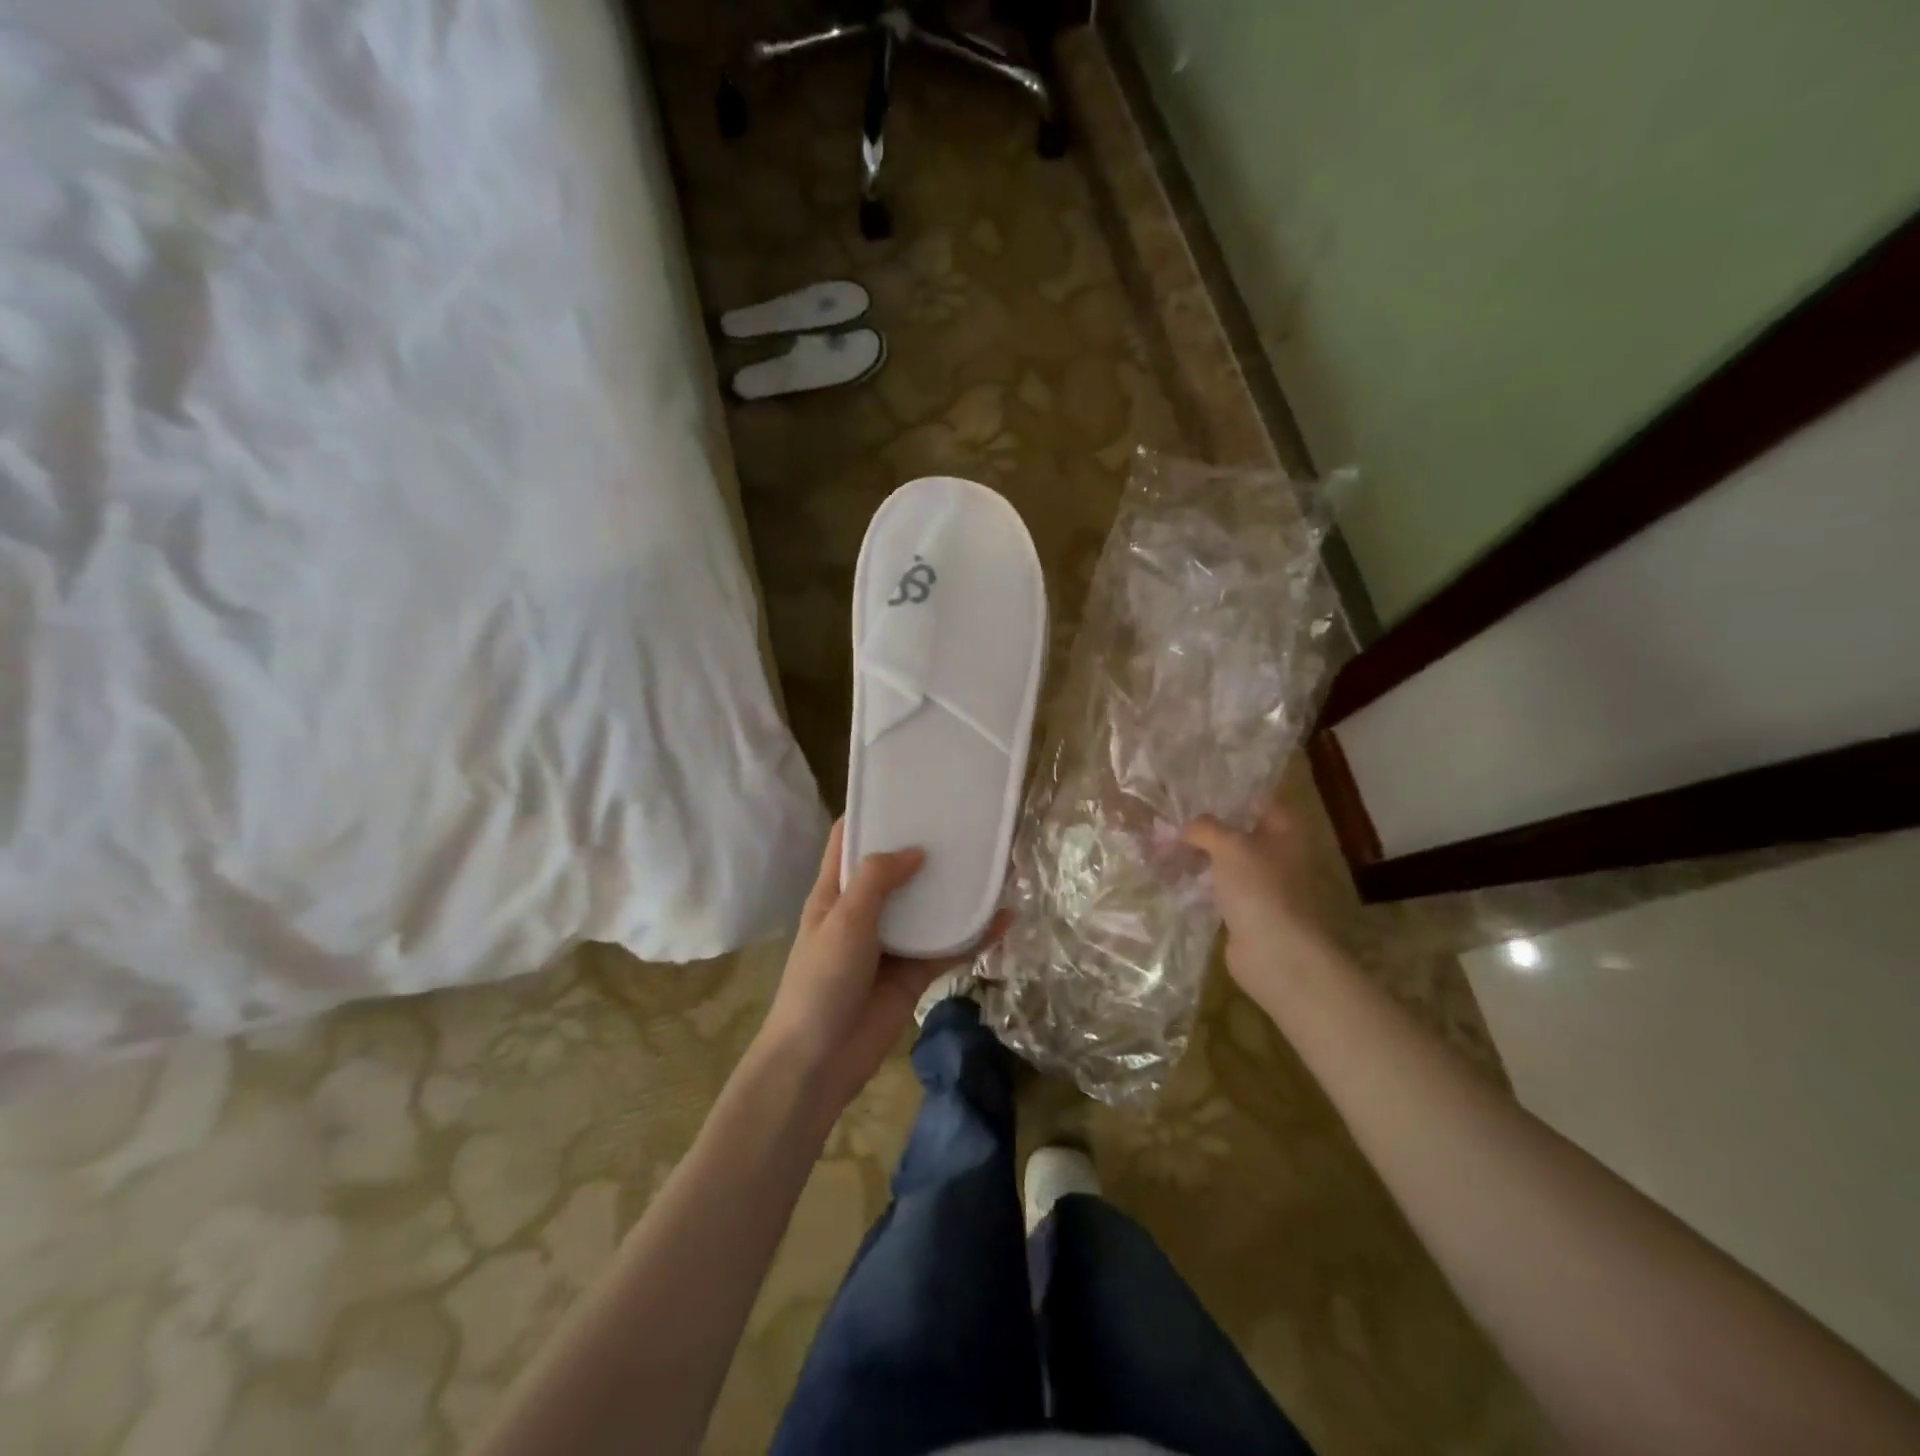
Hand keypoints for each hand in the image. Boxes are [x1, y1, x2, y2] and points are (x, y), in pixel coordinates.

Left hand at [760, 819, 1006, 1110]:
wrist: (819, 1063)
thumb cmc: (821, 982)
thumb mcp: (844, 921)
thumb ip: (876, 880)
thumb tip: (915, 850)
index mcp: (836, 892)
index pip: (850, 841)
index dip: (873, 813)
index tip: (906, 788)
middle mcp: (864, 911)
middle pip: (897, 870)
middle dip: (926, 848)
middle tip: (964, 820)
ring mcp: (891, 943)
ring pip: (928, 907)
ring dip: (955, 889)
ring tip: (992, 861)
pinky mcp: (913, 973)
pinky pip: (947, 947)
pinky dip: (973, 935)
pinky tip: (1004, 918)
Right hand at [1184, 806, 1336, 998]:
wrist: (1276, 953)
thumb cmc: (1259, 887)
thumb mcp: (1228, 845)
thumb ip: (1204, 828)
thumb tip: (1185, 827)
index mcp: (1285, 830)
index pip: (1257, 801)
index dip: (1227, 795)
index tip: (1193, 790)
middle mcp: (1278, 854)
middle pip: (1237, 832)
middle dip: (1204, 829)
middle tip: (1167, 820)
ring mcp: (1263, 885)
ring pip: (1224, 862)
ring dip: (1197, 857)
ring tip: (1160, 847)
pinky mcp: (1246, 911)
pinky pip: (1218, 890)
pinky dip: (1197, 885)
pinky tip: (1169, 878)